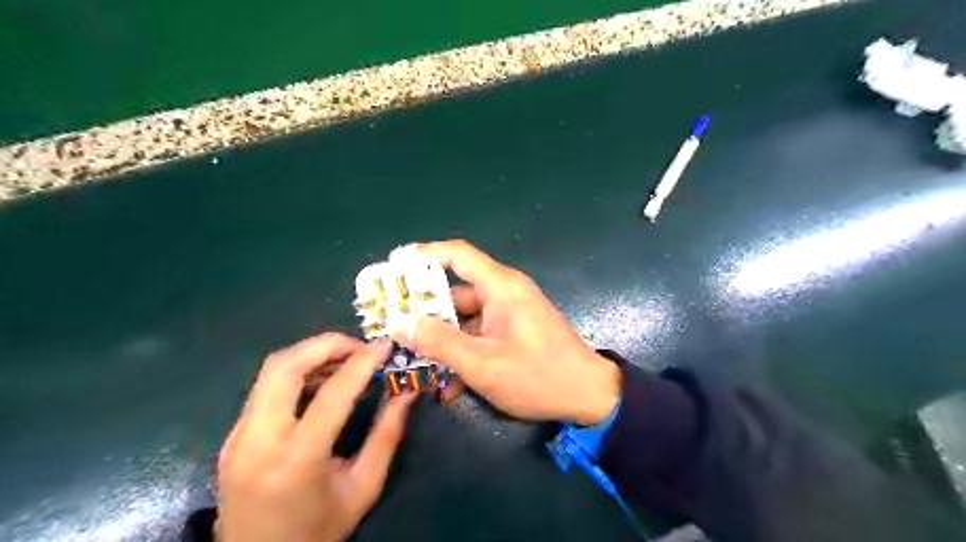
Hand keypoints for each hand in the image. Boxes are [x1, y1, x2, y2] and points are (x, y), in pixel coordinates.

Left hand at [216, 333, 413, 541]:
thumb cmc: (318, 531)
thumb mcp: (364, 486)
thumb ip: (387, 433)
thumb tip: (408, 391)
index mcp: (296, 460)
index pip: (332, 393)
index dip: (362, 362)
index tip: (385, 344)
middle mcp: (258, 441)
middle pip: (285, 366)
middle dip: (326, 344)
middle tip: (360, 346)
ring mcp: (238, 437)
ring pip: (271, 371)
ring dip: (310, 355)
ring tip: (346, 361)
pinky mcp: (233, 436)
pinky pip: (266, 388)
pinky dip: (297, 372)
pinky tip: (321, 382)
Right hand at [389, 241, 622, 427]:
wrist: (588, 397)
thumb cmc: (537, 376)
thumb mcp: (482, 363)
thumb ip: (439, 342)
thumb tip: (398, 322)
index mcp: (500, 286)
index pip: (456, 254)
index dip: (423, 254)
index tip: (392, 266)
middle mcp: (504, 292)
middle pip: (455, 291)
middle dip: (424, 310)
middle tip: (391, 325)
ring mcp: (509, 313)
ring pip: (465, 318)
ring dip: (443, 340)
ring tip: (413, 362)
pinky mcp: (513, 331)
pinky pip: (479, 333)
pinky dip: (463, 352)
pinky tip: (450, 385)